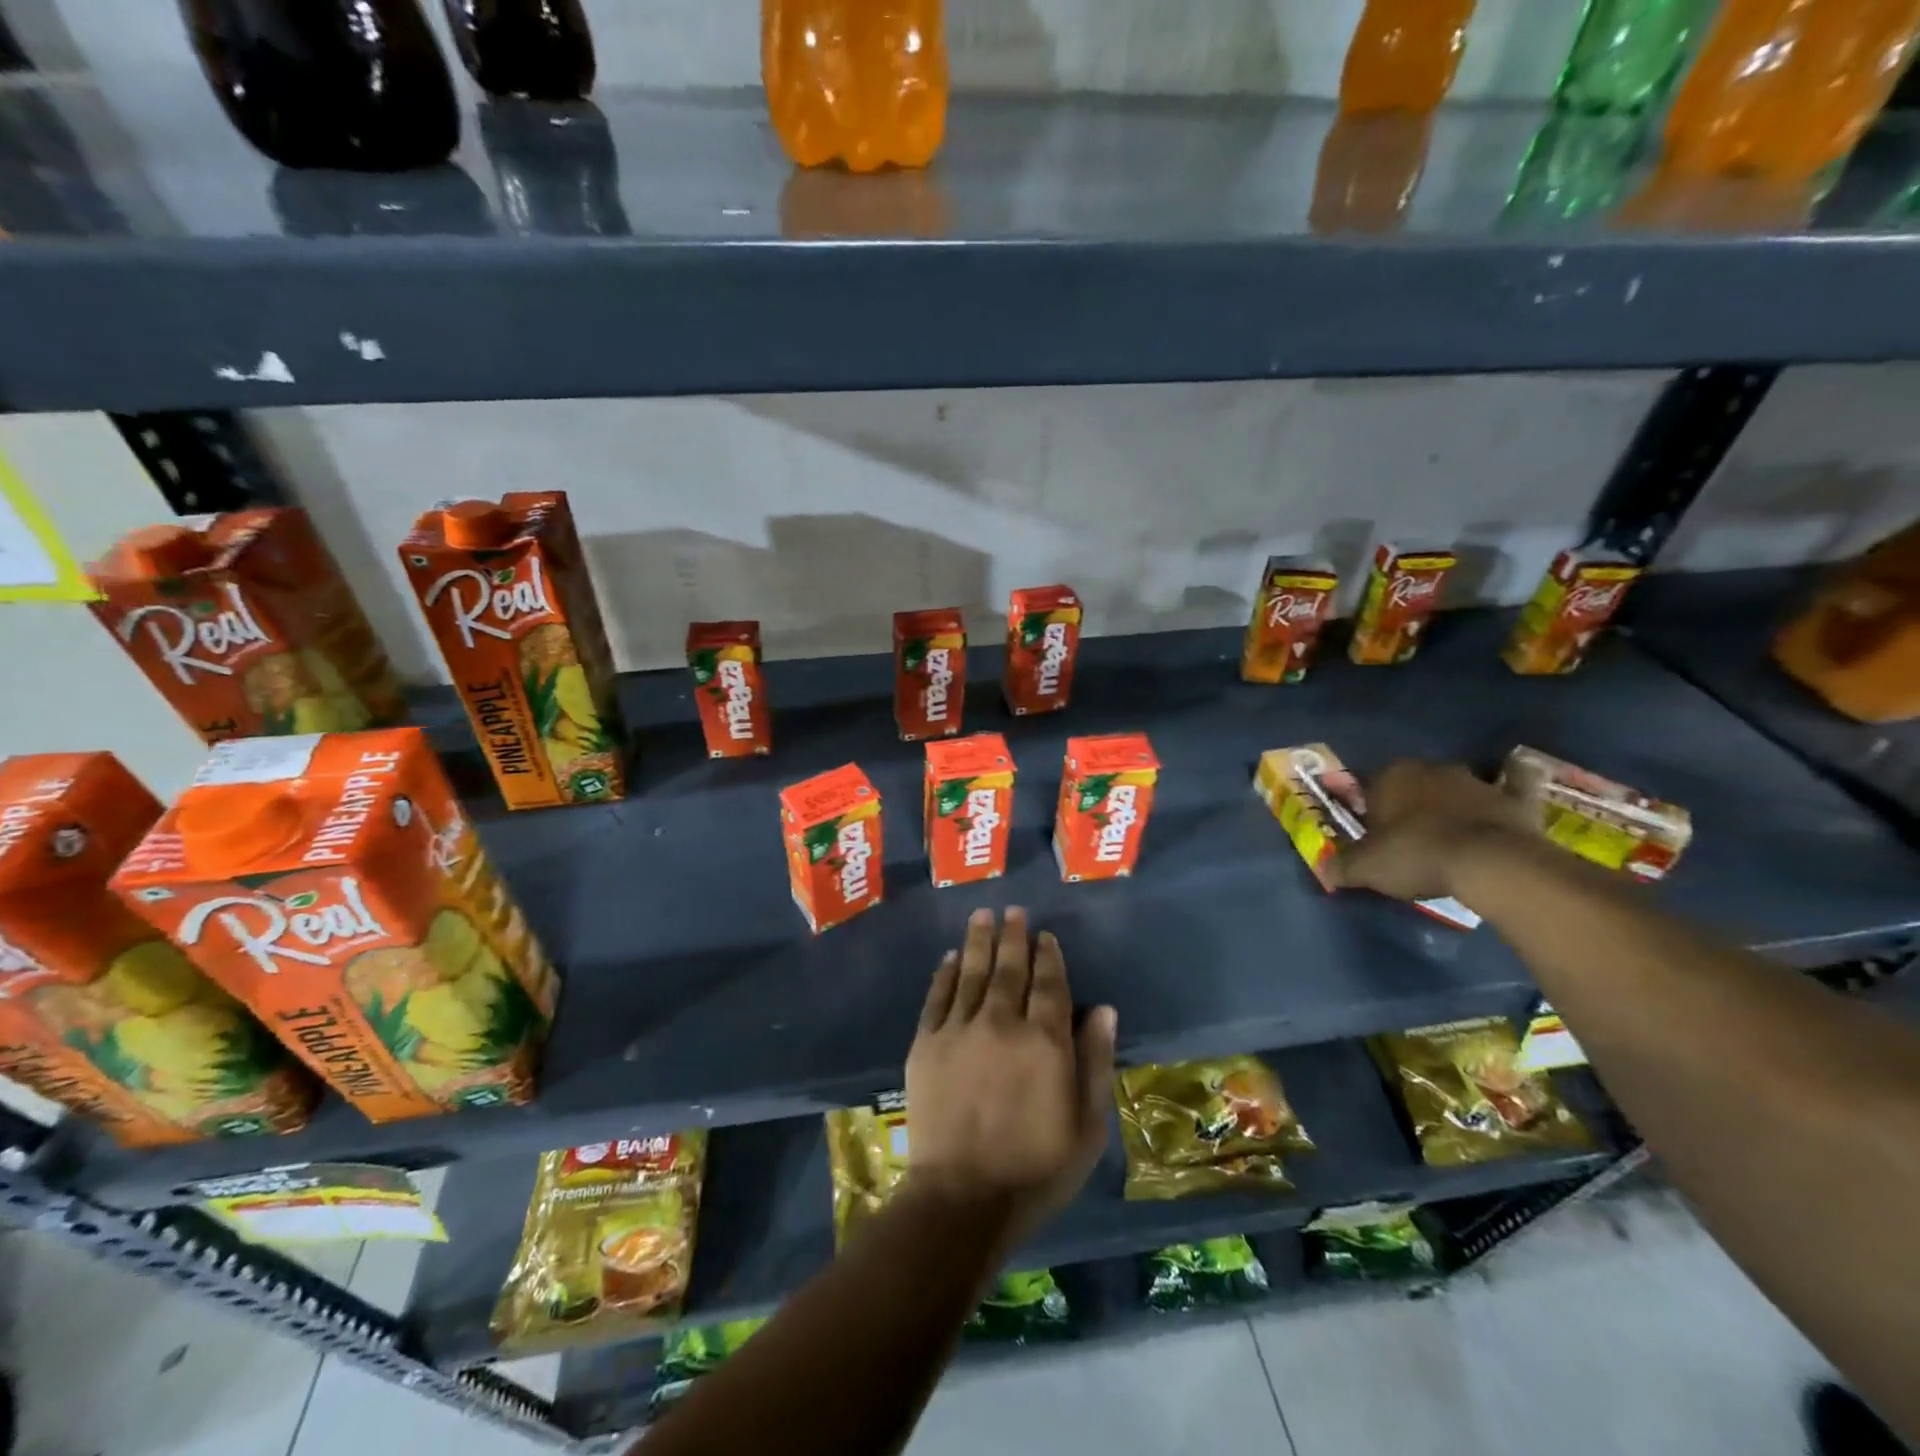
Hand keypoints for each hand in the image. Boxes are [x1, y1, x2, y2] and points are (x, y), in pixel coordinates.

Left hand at [904, 908, 1116, 1241]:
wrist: (963, 1198)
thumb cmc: (1036, 1169)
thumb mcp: (1086, 1126)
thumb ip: (1095, 1061)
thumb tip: (1105, 1009)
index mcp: (1045, 1041)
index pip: (1050, 984)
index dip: (1048, 956)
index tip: (1045, 935)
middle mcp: (1002, 1023)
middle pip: (1010, 969)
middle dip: (1013, 937)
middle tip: (1014, 912)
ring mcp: (960, 1030)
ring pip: (973, 973)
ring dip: (979, 941)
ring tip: (983, 915)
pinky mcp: (926, 1044)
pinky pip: (937, 997)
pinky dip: (946, 972)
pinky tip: (951, 956)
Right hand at [1329, 759, 1539, 902]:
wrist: (1489, 864)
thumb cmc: (1416, 855)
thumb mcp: (1366, 868)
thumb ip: (1342, 866)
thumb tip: (1325, 871)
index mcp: (1391, 776)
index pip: (1370, 786)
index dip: (1369, 810)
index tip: (1372, 834)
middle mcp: (1431, 769)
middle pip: (1413, 783)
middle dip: (1410, 802)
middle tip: (1408, 835)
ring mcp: (1475, 781)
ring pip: (1456, 785)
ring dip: (1452, 800)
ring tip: (1450, 831)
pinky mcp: (1514, 797)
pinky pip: (1515, 782)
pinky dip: (1515, 779)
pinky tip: (1514, 781)